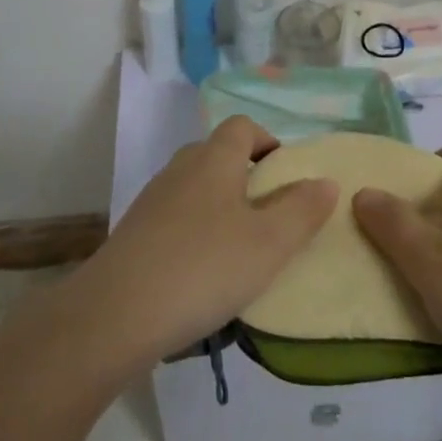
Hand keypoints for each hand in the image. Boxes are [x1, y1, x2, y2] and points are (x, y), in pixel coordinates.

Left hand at [74, 117, 337, 369]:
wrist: (116, 314)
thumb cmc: (204, 268)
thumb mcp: (269, 243)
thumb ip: (302, 210)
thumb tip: (325, 181)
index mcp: (214, 158)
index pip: (243, 126)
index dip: (267, 141)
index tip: (286, 176)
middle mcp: (181, 168)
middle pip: (218, 155)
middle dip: (247, 177)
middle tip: (270, 217)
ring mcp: (153, 200)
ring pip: (196, 189)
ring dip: (221, 208)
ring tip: (241, 251)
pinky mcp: (135, 233)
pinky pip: (176, 219)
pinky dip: (195, 234)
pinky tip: (204, 275)